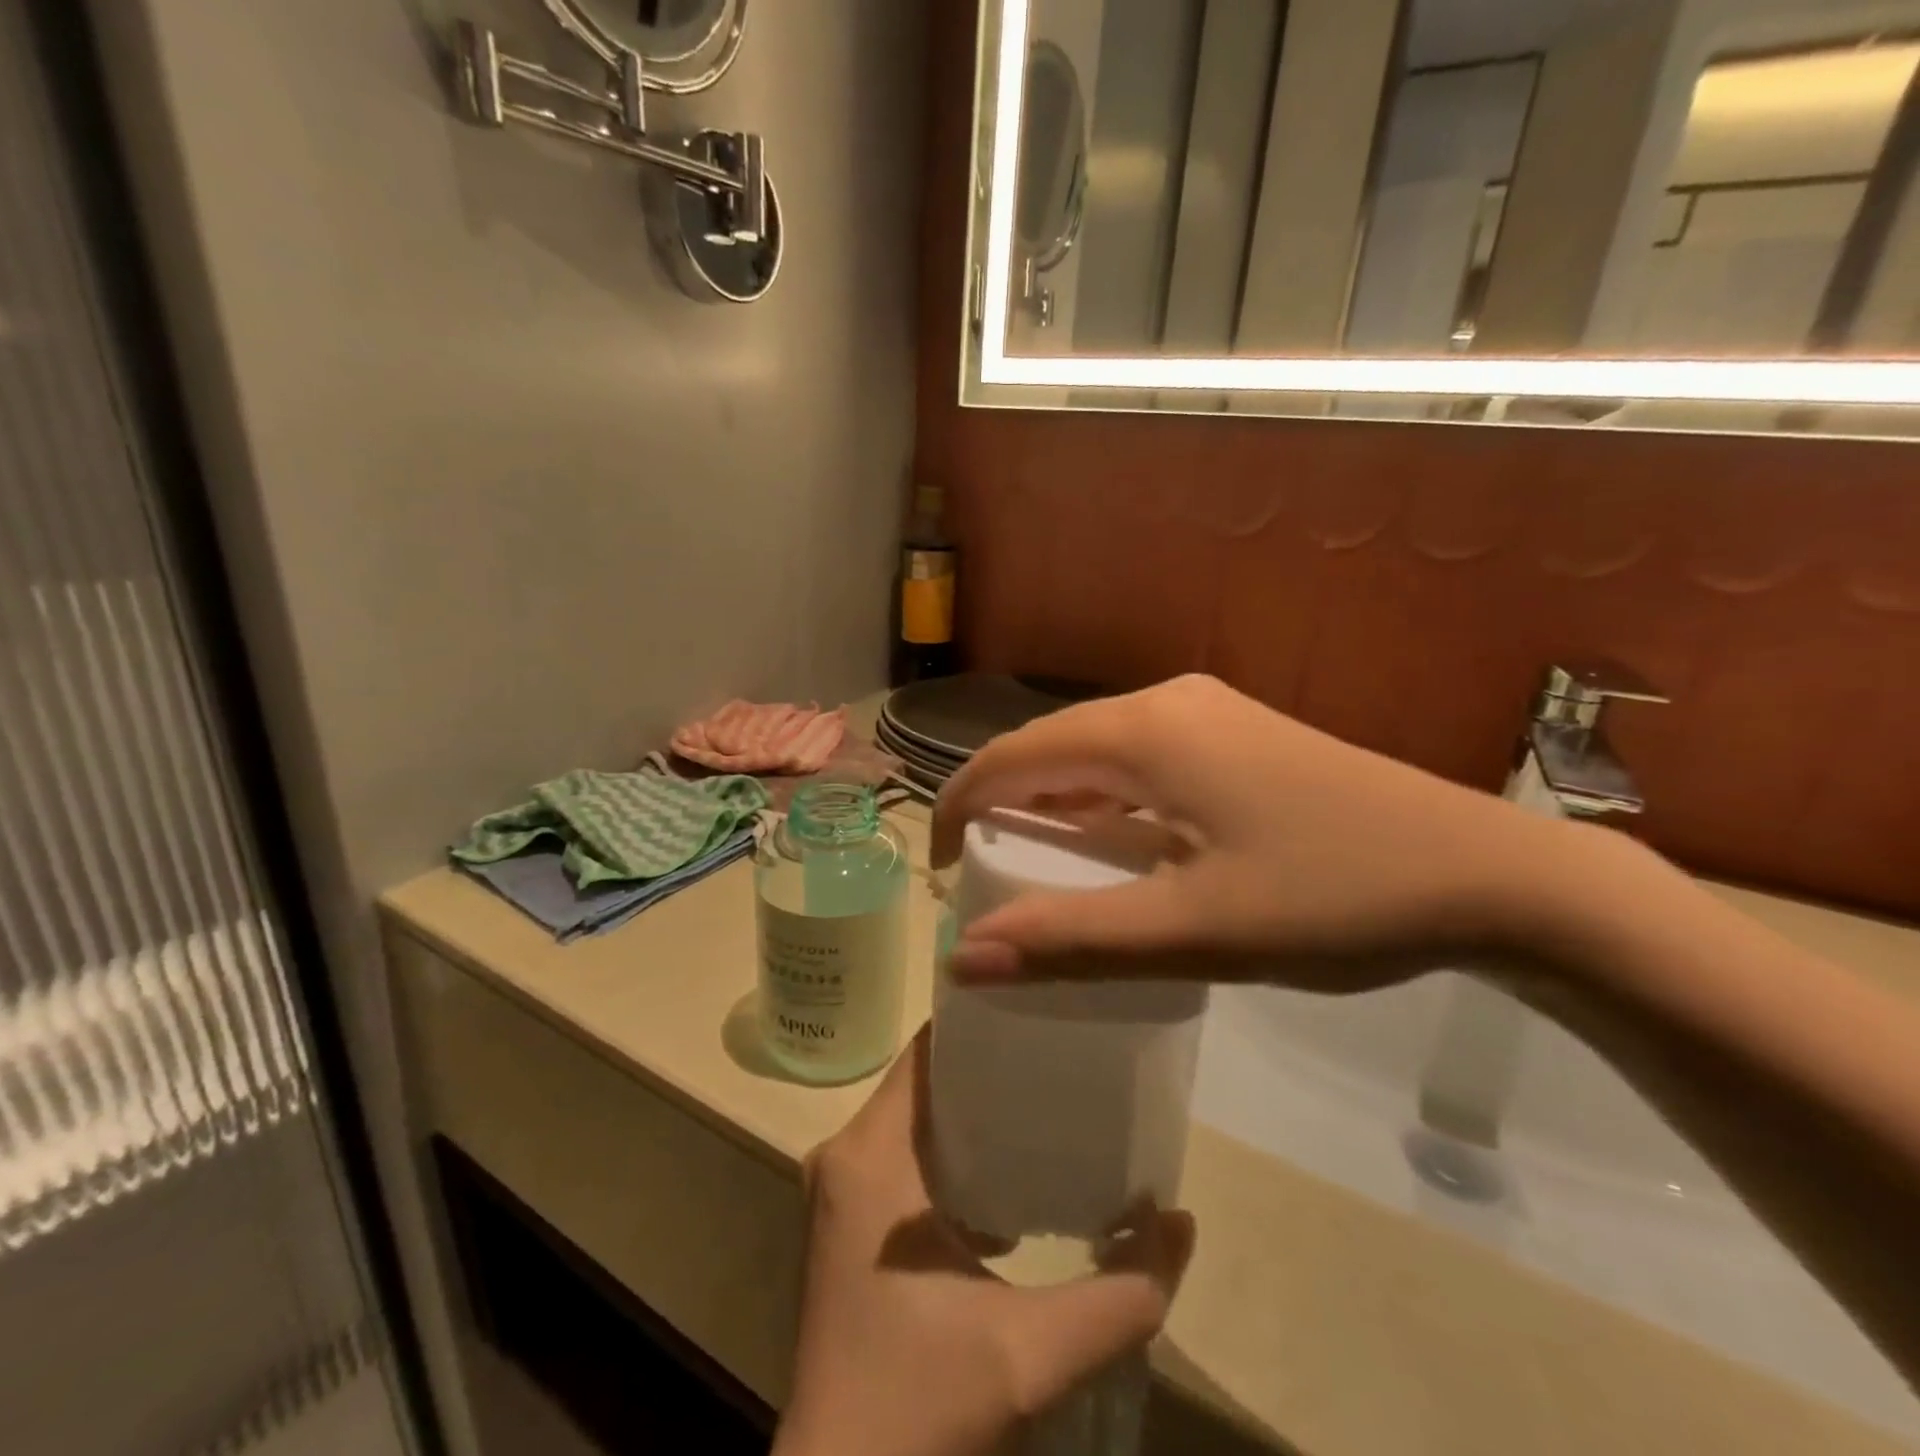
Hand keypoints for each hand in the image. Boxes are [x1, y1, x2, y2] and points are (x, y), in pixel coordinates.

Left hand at [773, 1028, 1195, 1455]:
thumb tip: (1181, 1221)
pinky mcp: (846, 1224)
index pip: (927, 1050)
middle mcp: (845, 1154)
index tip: (1041, 1009)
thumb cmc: (922, 1408)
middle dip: (989, 1065)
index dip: (981, 1023)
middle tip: (1060, 1054)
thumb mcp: (1033, 1354)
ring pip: (915, 1117)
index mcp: (873, 1155)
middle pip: (925, 1078)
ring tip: (1046, 1104)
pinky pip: (904, 1155)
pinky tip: (1011, 1179)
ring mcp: (840, 1190)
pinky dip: (953, 1154)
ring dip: (973, 1112)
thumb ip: (1121, 1292)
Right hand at [933, 674, 1612, 991]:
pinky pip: (1140, 760)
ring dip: (1056, 802)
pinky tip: (1116, 846)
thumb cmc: (1335, 898)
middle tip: (980, 875)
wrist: (1491, 876)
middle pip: (1051, 746)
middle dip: (1002, 804)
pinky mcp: (1237, 735)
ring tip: (1036, 866)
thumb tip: (964, 958)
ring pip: (1097, 752)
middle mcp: (1167, 702)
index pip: (1011, 756)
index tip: (939, 872)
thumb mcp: (1195, 929)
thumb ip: (1074, 940)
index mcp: (1145, 731)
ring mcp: (1209, 712)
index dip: (959, 807)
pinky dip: (1105, 800)